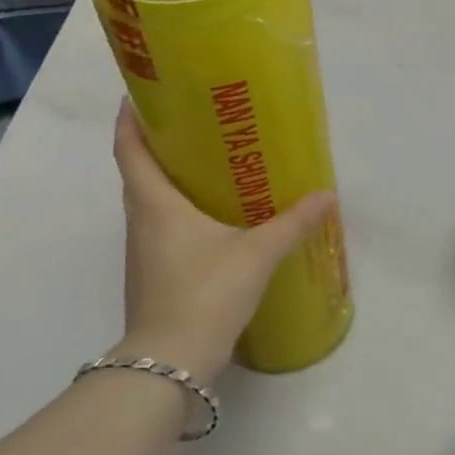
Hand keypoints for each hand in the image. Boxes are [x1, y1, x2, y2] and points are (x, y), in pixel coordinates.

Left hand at [112, 101, 336, 386]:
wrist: (172, 362)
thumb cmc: (206, 293)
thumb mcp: (256, 255)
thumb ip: (291, 224)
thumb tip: (326, 196)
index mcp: (154, 203)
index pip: (128, 146)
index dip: (130, 116)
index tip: (143, 93)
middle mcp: (139, 222)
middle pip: (138, 172)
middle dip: (158, 145)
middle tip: (196, 127)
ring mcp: (142, 253)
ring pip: (149, 204)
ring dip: (169, 183)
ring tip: (208, 169)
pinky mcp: (152, 277)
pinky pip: (160, 231)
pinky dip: (178, 215)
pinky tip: (211, 223)